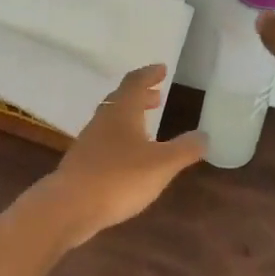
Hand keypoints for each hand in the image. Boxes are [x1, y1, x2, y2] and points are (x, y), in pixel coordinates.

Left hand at [44, 65, 206, 242]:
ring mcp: (88, 141)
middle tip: (157, 96)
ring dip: (130, 117)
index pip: (135, 82)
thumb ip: (185, 149)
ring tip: (147, 126)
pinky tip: (128, 157)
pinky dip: (120, 139)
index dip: (149, 74)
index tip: (162, 69)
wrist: (69, 206)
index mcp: (121, 112)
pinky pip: (104, 141)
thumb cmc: (119, 178)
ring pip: (111, 120)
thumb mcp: (161, 164)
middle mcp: (102, 120)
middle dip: (140, 96)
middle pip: (121, 99)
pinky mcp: (81, 163)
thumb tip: (204, 135)